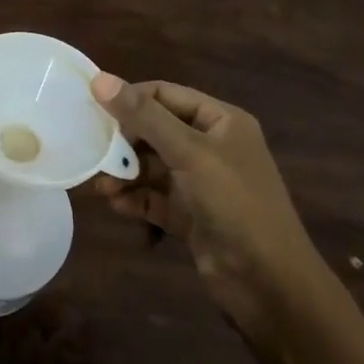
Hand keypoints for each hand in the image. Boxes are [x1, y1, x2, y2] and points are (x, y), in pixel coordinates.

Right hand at [90, 75, 322, 339]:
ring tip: (100, 186)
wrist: (270, 285)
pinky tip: (116, 206)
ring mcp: (201, 183)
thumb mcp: (188, 152)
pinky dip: (136, 200)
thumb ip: (143, 116)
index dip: (130, 98)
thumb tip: (99, 79)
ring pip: (152, 167)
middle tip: (93, 151)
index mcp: (221, 121)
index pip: (165, 94)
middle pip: (155, 131)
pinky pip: (155, 198)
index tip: (93, 109)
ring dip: (126, 174)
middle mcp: (211, 147)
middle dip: (124, 142)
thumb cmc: (234, 203)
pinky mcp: (191, 216)